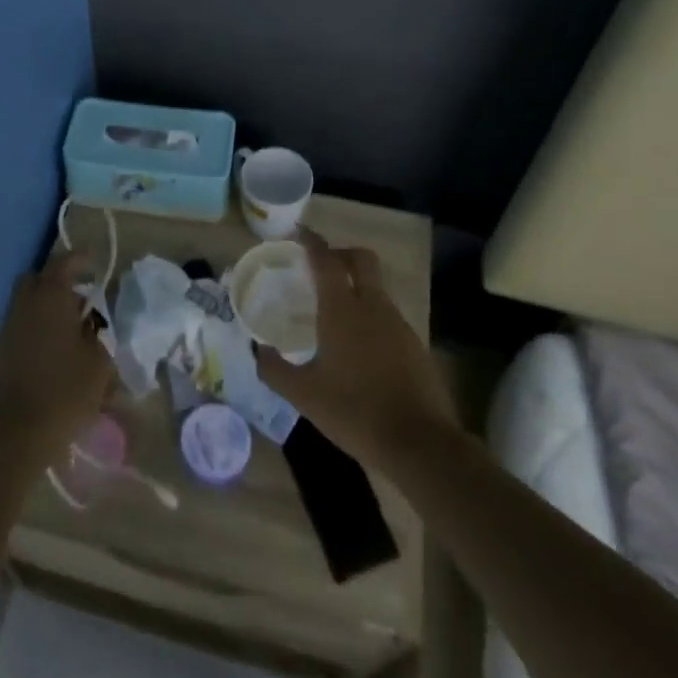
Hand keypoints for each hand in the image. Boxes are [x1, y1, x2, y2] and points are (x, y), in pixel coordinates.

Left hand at [0, 251, 113, 466]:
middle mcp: (25, 304)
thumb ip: (98, 337)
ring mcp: (8, 328)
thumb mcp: (99, 364)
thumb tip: (91, 327)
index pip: (64, 264)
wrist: (15, 433)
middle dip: (58, 282)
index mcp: (50, 297)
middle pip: (37, 280)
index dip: (80, 259)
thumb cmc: (64, 391)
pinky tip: (57, 353)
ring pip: (28, 304)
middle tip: (81, 301)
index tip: (94, 261)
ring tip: (74, 333)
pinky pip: (22, 326)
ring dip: (48, 308)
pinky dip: (38, 328)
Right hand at [255, 230, 454, 467]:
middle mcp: (373, 307)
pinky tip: (357, 346)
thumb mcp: (303, 394)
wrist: (420, 444)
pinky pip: (387, 315)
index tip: (298, 233)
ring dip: (356, 287)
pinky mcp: (415, 345)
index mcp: (342, 310)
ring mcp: (399, 325)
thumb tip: (257, 350)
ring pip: (376, 288)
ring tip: (333, 312)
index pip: (326, 260)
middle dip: (340, 254)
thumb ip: (275, 369)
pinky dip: (370, 315)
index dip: (311, 242)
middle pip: (362, 260)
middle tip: (320, 268)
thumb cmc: (355, 411)